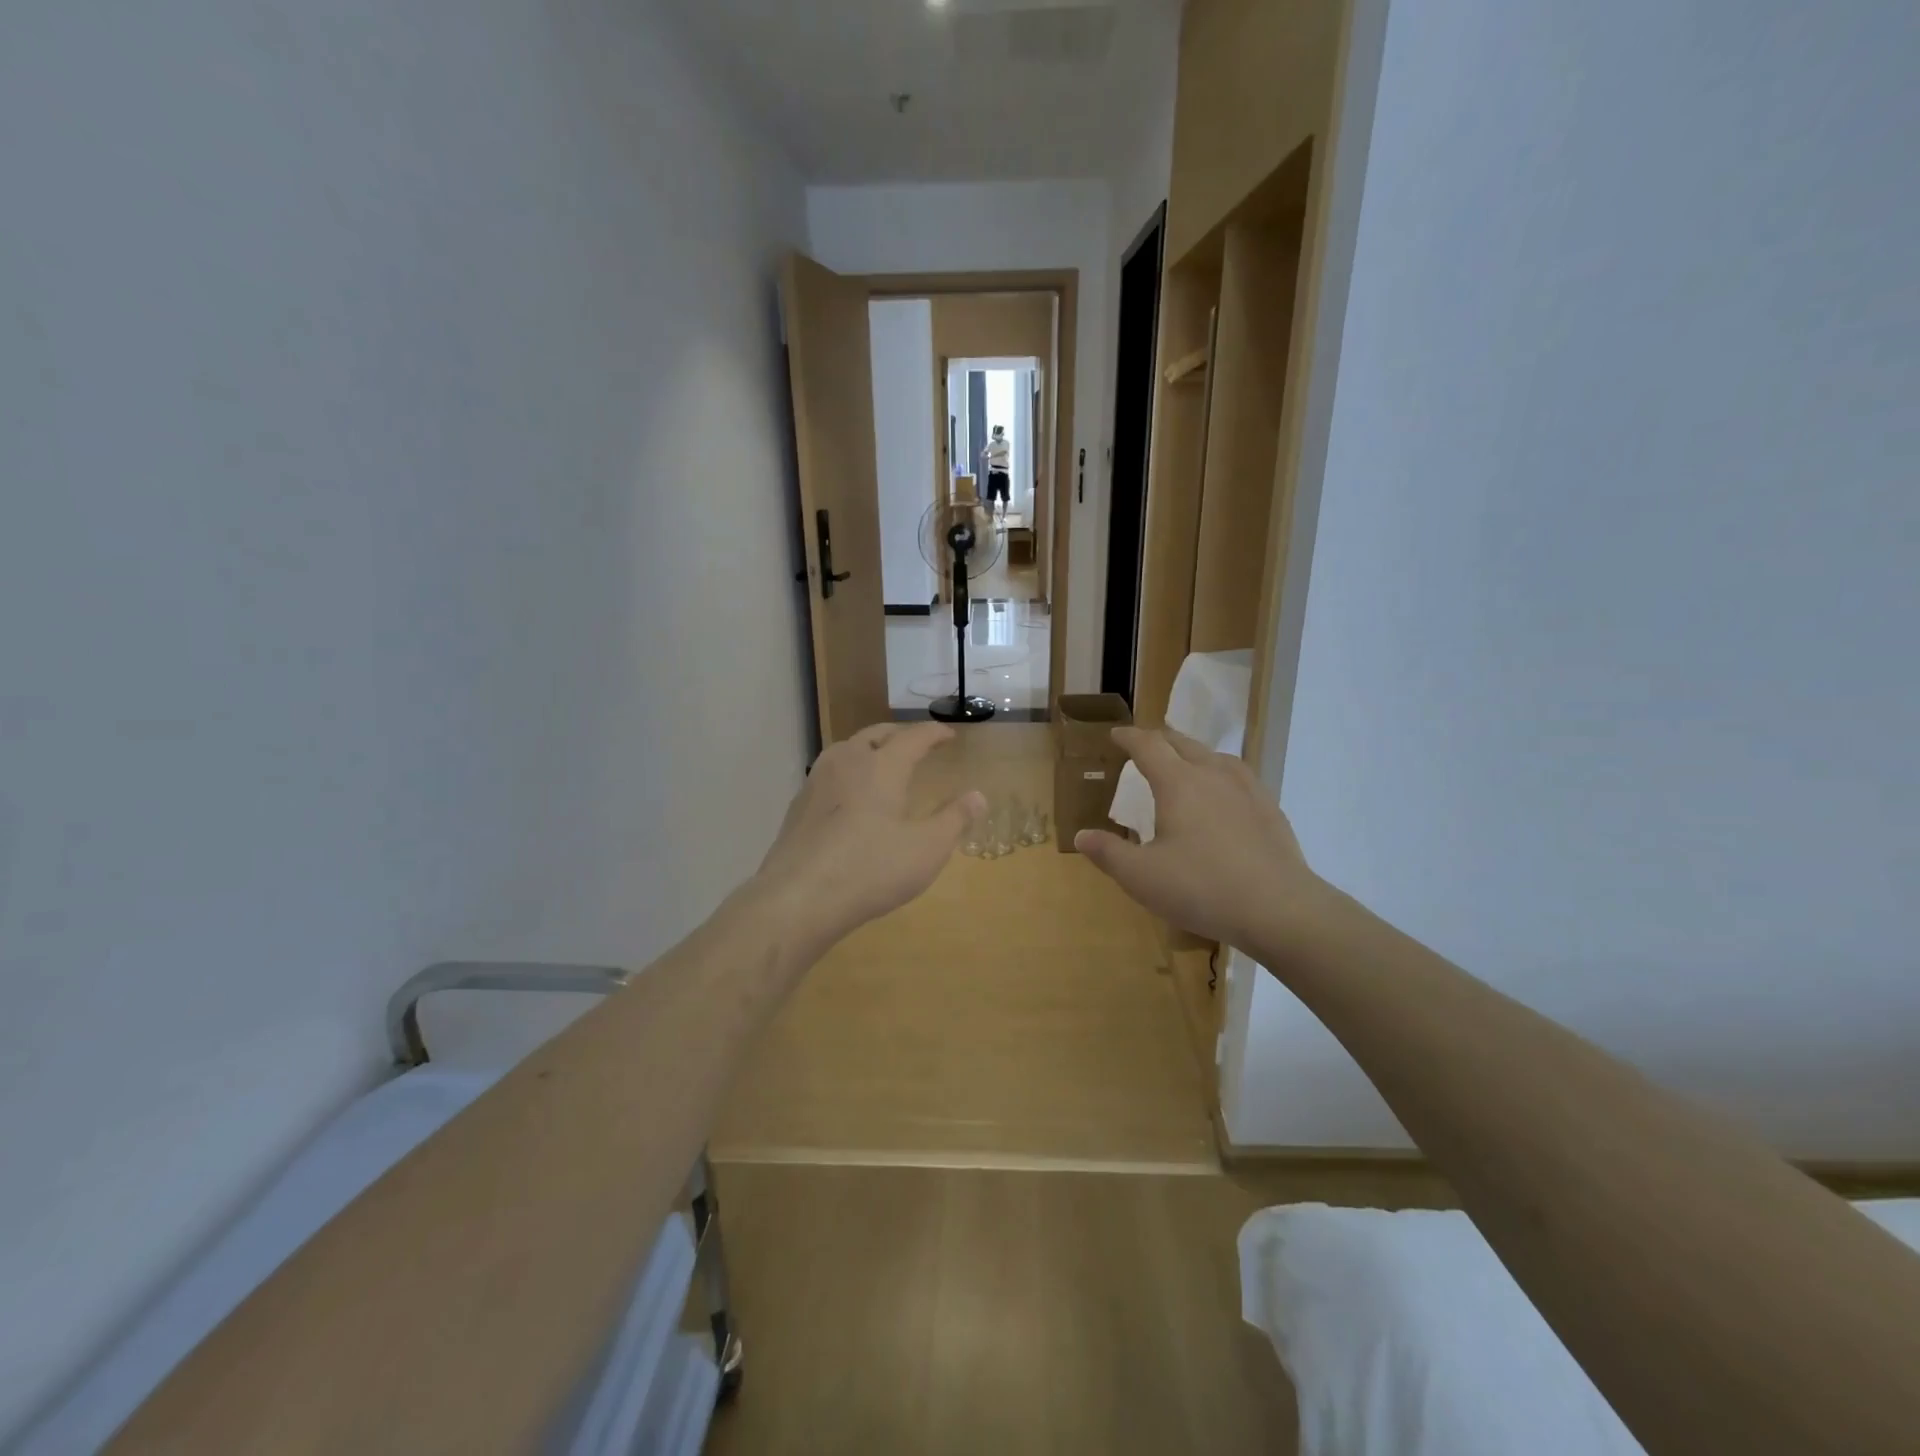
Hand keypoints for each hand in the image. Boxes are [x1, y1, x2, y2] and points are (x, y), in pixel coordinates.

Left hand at [753, 722, 984, 964]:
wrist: (798, 898)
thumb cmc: (871, 869)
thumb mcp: (927, 849)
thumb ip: (954, 819)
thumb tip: (978, 795)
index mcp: (882, 766)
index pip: (913, 737)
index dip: (934, 733)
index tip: (949, 735)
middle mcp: (847, 762)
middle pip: (876, 734)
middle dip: (900, 735)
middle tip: (917, 744)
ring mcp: (817, 782)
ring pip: (847, 750)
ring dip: (870, 749)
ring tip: (883, 764)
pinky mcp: (798, 806)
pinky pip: (830, 774)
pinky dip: (849, 773)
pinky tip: (851, 798)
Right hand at [1076, 728, 1321, 952]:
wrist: (1279, 908)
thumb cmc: (1201, 888)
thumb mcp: (1142, 876)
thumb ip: (1108, 853)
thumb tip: (1081, 836)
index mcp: (1178, 783)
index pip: (1149, 746)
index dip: (1129, 738)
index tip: (1116, 735)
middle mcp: (1213, 775)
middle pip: (1183, 744)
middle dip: (1160, 739)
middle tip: (1145, 744)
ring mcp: (1247, 789)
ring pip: (1215, 756)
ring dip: (1193, 753)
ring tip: (1185, 762)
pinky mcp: (1270, 809)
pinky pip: (1239, 776)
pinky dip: (1220, 773)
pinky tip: (1224, 794)